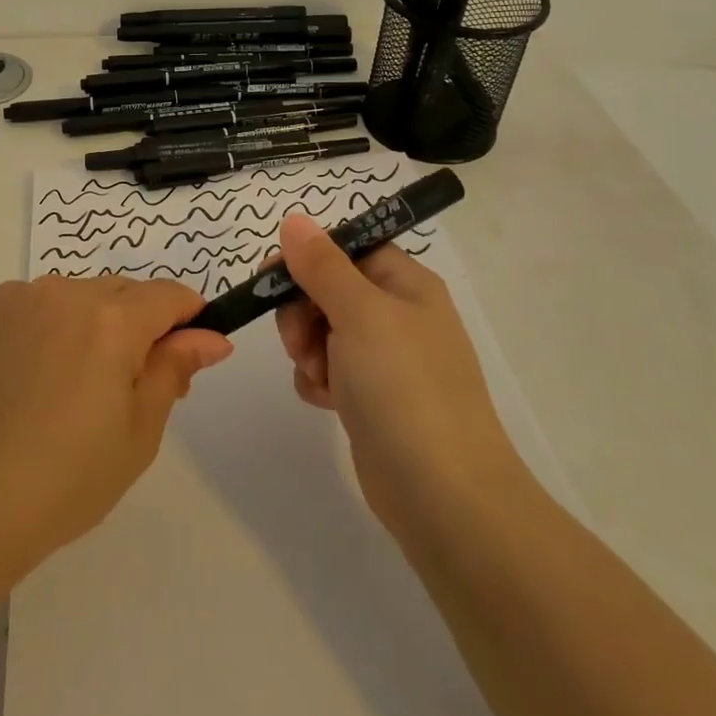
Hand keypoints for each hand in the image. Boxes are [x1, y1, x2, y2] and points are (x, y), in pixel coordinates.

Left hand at [0, 275, 232, 577]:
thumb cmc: (67, 479)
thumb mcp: (139, 431)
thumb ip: (175, 368)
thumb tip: (212, 336)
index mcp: (111, 320)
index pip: (169, 296)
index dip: (187, 319)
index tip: (185, 354)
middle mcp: (63, 292)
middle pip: (121, 292)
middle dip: (136, 326)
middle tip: (124, 386)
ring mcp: (14, 298)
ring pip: (73, 297)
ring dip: (85, 324)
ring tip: (66, 386)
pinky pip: (28, 307)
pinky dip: (40, 329)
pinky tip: (25, 379)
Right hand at [273, 213, 516, 543]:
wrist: (443, 495)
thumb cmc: (403, 387)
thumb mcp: (360, 313)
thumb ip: (322, 265)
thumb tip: (295, 220)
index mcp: (406, 284)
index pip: (347, 249)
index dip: (308, 258)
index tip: (272, 278)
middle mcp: (399, 316)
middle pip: (329, 289)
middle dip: (303, 311)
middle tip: (300, 341)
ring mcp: (387, 360)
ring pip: (323, 331)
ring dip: (307, 348)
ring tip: (318, 376)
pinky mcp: (373, 399)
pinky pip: (330, 371)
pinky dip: (318, 380)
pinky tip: (325, 400)